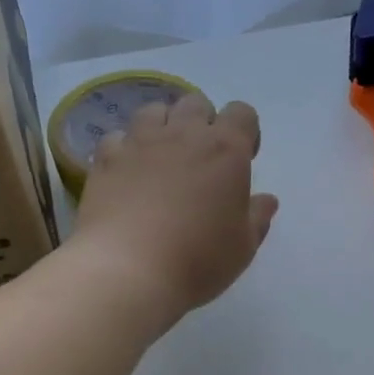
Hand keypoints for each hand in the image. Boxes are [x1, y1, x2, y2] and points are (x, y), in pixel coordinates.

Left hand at [71, 93, 278, 320]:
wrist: (128, 270)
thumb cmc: (198, 259)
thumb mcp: (242, 247)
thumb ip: (257, 217)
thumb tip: (267, 200)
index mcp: (226, 149)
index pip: (242, 113)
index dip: (245, 131)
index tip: (241, 160)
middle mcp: (183, 134)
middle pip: (196, 103)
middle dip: (203, 123)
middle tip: (201, 160)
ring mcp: (140, 142)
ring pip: (154, 111)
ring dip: (163, 127)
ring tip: (162, 159)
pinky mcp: (106, 159)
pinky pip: (117, 137)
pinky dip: (125, 149)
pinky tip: (127, 173)